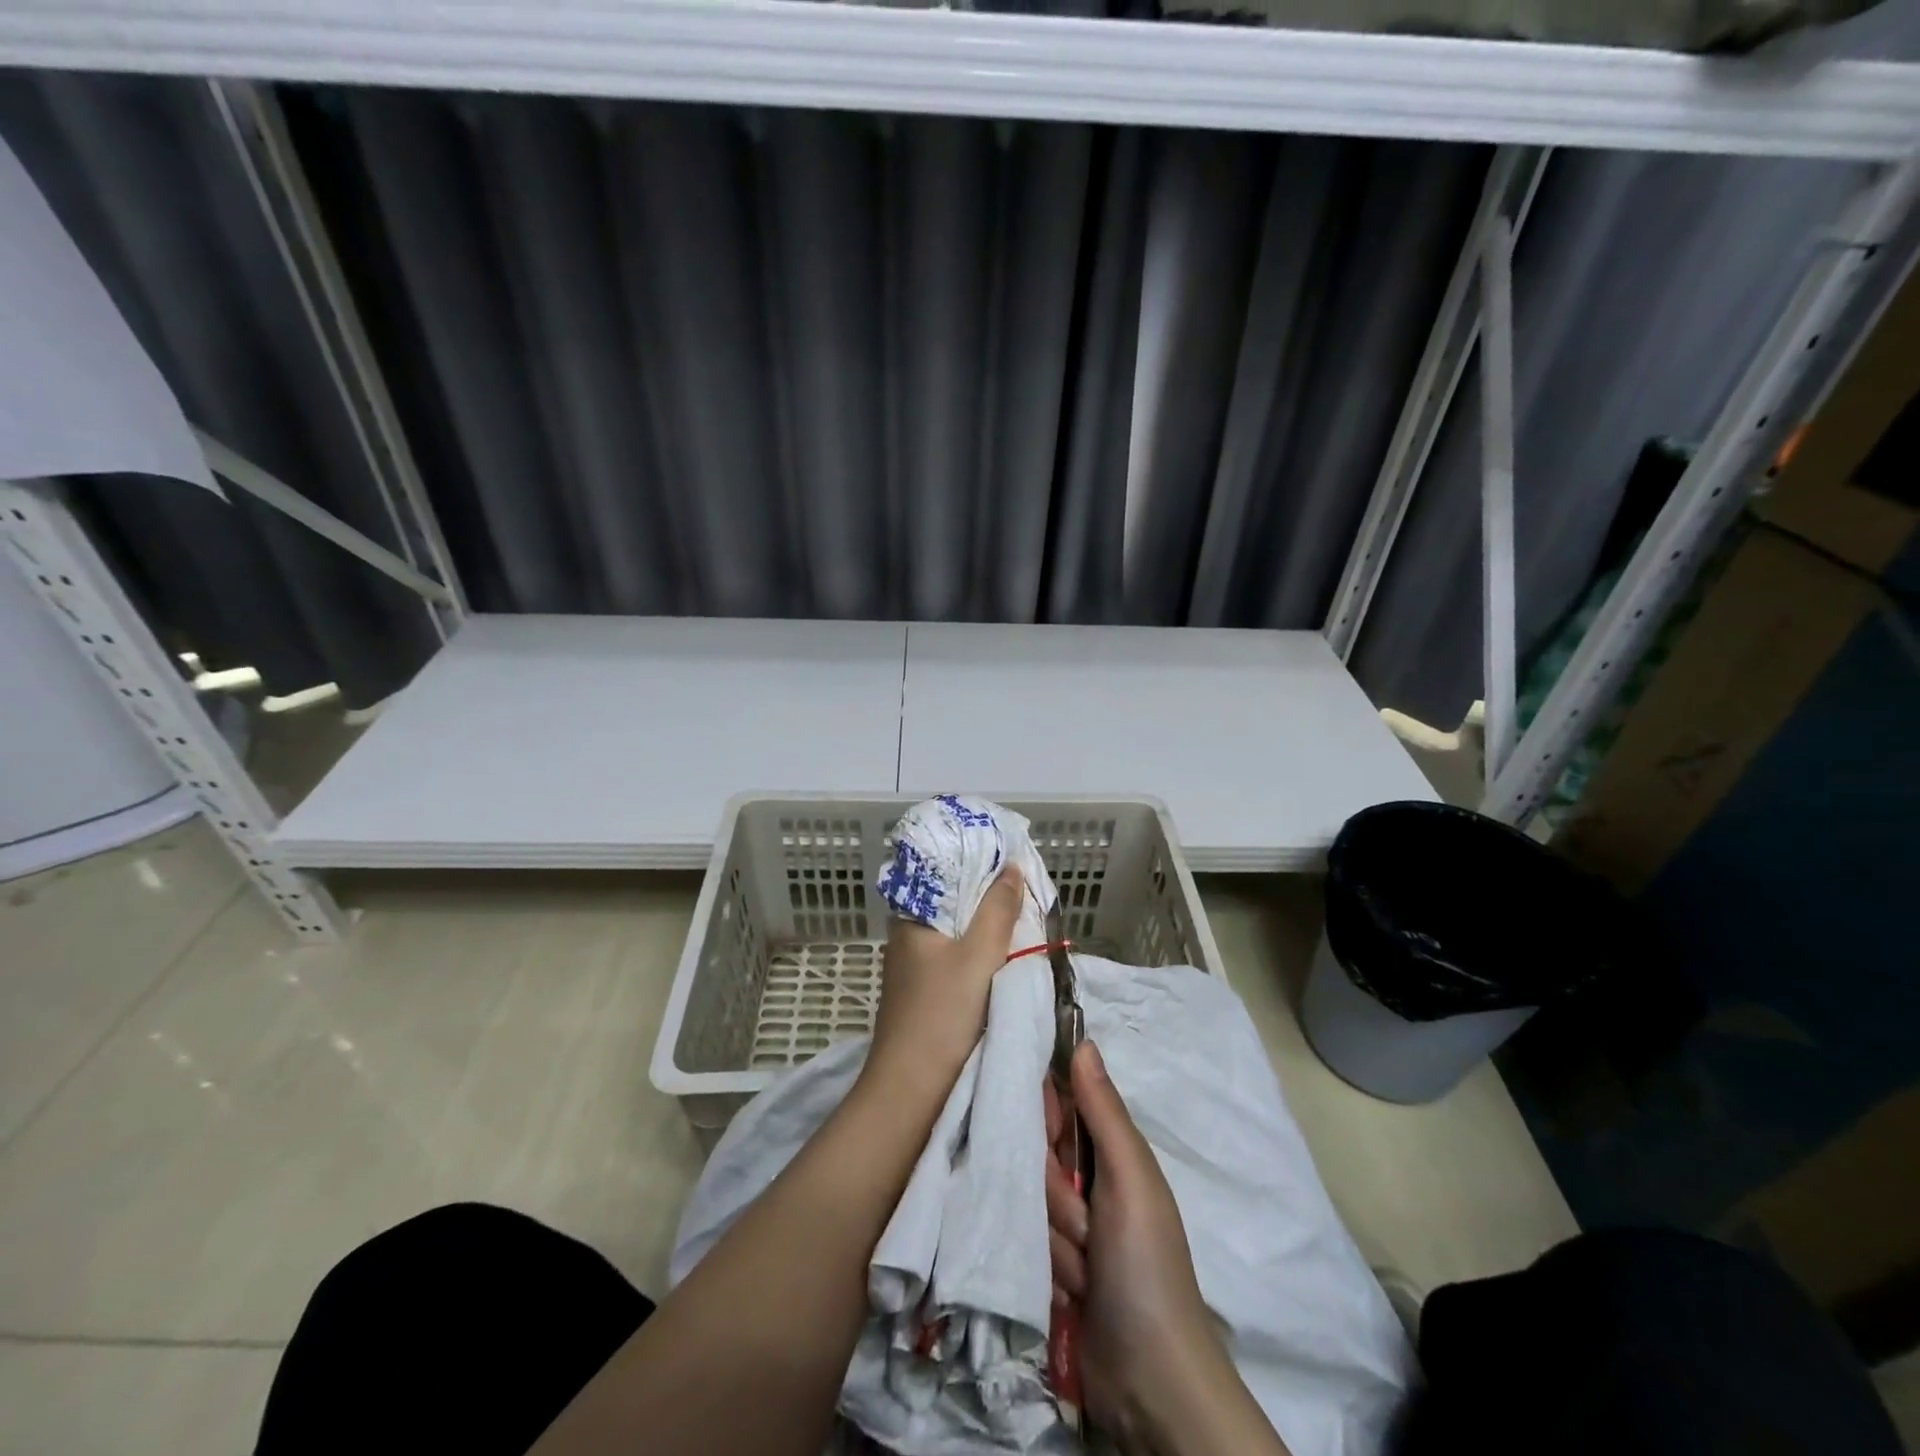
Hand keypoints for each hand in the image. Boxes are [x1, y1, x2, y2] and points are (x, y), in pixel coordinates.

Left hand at [860, 866, 1023, 1108]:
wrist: (912, 1092)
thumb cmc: (943, 1015)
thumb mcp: (978, 955)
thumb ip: (997, 909)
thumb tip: (1010, 867)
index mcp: (911, 918)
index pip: (947, 876)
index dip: (981, 869)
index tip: (1015, 867)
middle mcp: (908, 937)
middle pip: (956, 906)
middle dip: (991, 902)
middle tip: (1029, 898)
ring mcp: (915, 968)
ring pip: (959, 936)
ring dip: (989, 932)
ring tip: (1025, 924)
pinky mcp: (925, 994)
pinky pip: (958, 962)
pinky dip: (981, 957)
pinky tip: (1005, 960)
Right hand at [1045, 1042, 1289, 1455]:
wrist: (1151, 1384)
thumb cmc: (1147, 1266)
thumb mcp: (1130, 1180)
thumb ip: (1103, 1112)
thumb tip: (1083, 1041)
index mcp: (1110, 1152)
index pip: (1060, 1106)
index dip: (1047, 1119)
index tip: (1053, 1145)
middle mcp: (1087, 1182)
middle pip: (1037, 1157)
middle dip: (1056, 1197)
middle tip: (1087, 1230)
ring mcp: (1068, 1228)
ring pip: (1029, 1204)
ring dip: (1055, 1242)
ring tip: (1085, 1274)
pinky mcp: (1050, 1267)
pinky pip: (1025, 1245)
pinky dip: (1046, 1271)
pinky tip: (1070, 1296)